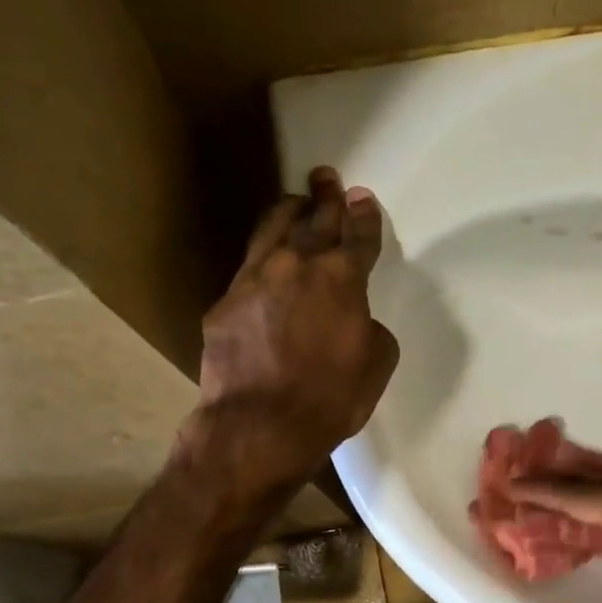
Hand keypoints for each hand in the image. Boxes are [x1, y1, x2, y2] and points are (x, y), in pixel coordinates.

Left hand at [198, 167, 398, 483]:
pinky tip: (265, 262)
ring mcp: (255, 280)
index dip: (364, 216)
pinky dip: (262, 258)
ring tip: (295, 202)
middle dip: (326, 198)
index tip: (363, 198)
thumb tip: (355, 320)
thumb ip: (370, 328)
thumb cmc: (332, 398)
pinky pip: (248, 269)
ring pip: (273, 231)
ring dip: (289, 213)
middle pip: (315, 220)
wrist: (261, 424)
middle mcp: (297, 266)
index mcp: (342, 279)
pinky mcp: (225, 303)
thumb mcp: (376, 363)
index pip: (358, 237)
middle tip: (327, 178)